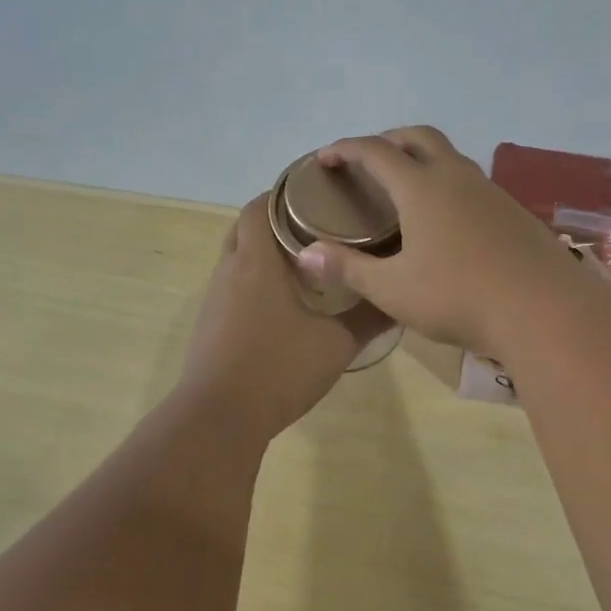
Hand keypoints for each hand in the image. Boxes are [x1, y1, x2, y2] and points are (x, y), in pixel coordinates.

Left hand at [175, 195, 389, 439]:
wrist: (219, 419)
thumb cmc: (278, 369)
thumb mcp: (336, 344)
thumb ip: (369, 317)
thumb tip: (400, 298)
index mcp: (256, 261)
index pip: (259, 206)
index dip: (283, 193)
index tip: (316, 192)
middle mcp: (230, 271)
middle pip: (246, 228)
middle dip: (276, 220)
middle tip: (317, 225)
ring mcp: (215, 300)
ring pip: (238, 258)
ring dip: (265, 253)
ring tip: (306, 261)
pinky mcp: (210, 325)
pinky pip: (233, 287)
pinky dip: (255, 282)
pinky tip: (284, 303)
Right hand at [297, 127, 591, 357]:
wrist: (543, 309)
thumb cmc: (459, 297)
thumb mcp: (394, 289)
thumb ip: (349, 268)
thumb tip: (307, 254)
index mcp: (422, 187)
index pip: (375, 151)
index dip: (346, 149)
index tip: (325, 158)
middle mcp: (456, 176)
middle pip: (418, 137)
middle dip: (387, 140)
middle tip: (367, 161)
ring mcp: (489, 190)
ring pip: (449, 155)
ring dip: (421, 157)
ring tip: (404, 186)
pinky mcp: (512, 209)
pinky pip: (470, 179)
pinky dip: (446, 180)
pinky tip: (445, 215)